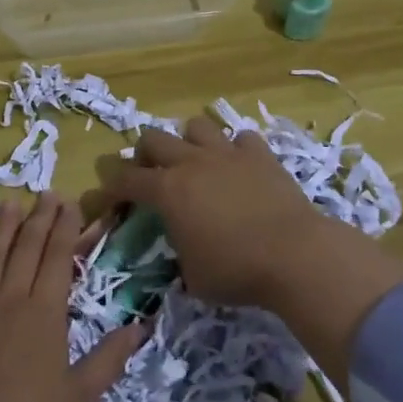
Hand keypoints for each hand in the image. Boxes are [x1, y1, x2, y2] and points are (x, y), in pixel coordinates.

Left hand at [0, 193, 147, 401]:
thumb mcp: (79, 394)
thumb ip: (109, 358)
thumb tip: (141, 326)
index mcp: (45, 312)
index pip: (58, 260)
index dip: (66, 229)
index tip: (71, 203)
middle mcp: (11, 298)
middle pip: (28, 250)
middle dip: (40, 219)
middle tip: (47, 193)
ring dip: (1, 229)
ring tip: (9, 202)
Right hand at [105, 115, 338, 310]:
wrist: (295, 254)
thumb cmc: (236, 271)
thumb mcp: (193, 276)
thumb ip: (179, 253)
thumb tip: (182, 247)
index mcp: (167, 191)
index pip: (126, 179)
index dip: (111, 186)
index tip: (107, 195)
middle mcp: (192, 163)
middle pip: (153, 138)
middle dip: (145, 154)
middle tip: (151, 174)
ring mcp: (227, 154)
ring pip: (196, 125)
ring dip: (189, 141)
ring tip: (196, 162)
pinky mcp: (260, 155)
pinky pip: (241, 138)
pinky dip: (235, 150)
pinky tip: (239, 167)